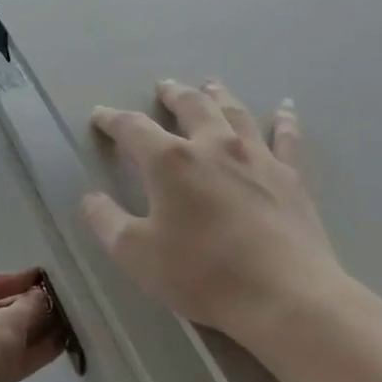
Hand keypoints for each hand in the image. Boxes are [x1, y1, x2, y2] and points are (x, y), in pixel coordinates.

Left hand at [0, 269, 64, 381]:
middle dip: (29, 308)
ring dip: (33, 331)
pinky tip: (59, 347)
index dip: (19, 279)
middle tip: (61, 304)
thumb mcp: (8, 322)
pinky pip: (8, 360)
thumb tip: (41, 295)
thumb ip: (29, 305)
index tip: (46, 277)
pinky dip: (30, 353)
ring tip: (67, 324)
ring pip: (4, 338)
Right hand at [80, 80, 357, 340]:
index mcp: (171, 161)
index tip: (100, 115)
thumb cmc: (201, 274)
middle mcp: (214, 146)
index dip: (112, 119)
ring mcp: (257, 158)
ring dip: (219, 96)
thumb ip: (106, 221)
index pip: (133, 128)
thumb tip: (90, 198)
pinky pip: (286, 138)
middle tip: (164, 86)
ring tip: (210, 85)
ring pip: (235, 113)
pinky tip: (284, 108)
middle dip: (173, 95)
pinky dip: (283, 119)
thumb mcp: (135, 254)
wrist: (284, 296)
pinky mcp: (290, 177)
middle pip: (192, 106)